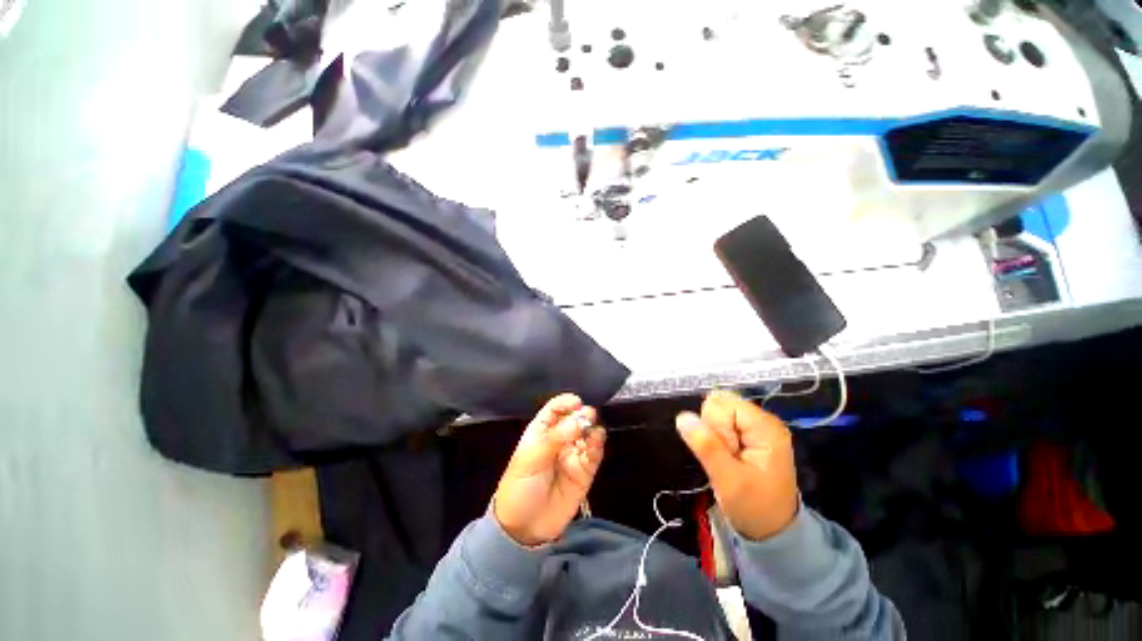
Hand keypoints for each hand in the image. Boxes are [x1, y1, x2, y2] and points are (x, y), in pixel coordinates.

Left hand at [493, 394, 605, 545]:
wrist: (524, 528)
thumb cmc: (520, 486)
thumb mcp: (532, 459)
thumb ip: (556, 438)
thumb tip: (580, 419)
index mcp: (542, 431)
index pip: (556, 409)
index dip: (566, 403)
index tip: (577, 402)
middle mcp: (560, 439)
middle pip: (575, 419)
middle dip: (583, 414)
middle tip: (588, 416)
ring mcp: (573, 454)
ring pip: (588, 434)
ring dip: (593, 429)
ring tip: (593, 432)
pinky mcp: (585, 471)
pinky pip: (594, 454)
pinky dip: (598, 446)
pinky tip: (597, 443)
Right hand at [676, 390, 798, 540]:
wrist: (772, 531)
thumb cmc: (755, 508)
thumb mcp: (729, 481)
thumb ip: (706, 446)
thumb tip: (682, 417)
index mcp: (765, 427)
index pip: (722, 404)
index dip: (714, 425)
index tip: (725, 452)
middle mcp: (761, 419)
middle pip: (719, 404)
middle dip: (713, 428)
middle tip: (727, 457)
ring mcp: (755, 425)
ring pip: (716, 412)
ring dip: (713, 434)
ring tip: (728, 458)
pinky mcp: (747, 433)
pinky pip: (720, 422)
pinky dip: (716, 437)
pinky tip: (727, 455)